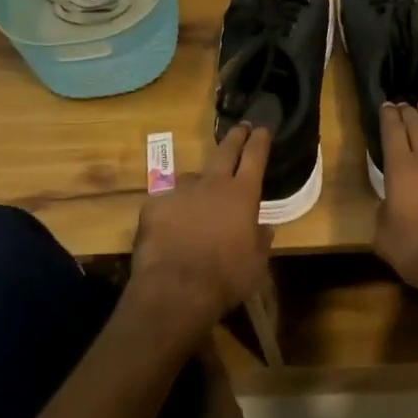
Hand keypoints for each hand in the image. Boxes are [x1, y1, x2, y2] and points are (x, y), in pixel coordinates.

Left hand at [130, 123, 273, 339]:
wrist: (175, 290)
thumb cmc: (225, 277)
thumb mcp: (256, 263)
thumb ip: (260, 240)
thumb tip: (264, 228)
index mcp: (242, 195)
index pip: (255, 156)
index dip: (259, 140)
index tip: (262, 128)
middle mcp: (212, 184)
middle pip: (225, 151)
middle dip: (235, 137)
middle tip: (241, 127)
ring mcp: (180, 191)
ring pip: (193, 178)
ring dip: (199, 185)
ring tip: (198, 200)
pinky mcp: (153, 205)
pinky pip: (167, 201)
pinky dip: (173, 209)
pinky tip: (171, 226)